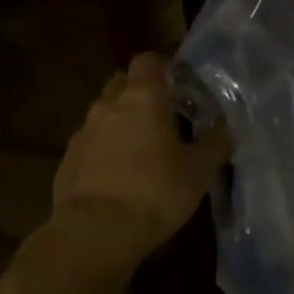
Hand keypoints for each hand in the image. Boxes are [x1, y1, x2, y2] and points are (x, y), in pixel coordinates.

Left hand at [51, 53, 231, 264]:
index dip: (162, 67)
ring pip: (104, 114)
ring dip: (121, 123)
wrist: (94, 232)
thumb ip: (214, 143)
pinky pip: (90, 144)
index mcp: (143, 98)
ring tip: (142, 150)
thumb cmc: (155, 192)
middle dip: (140, 92)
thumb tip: (226, 126)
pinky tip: (118, 176)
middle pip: (122, 83)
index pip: (148, 61)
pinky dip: (104, 150)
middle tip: (163, 115)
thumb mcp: (198, 170)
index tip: (178, 83)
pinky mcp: (67, 160)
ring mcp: (83, 132)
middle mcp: (108, 106)